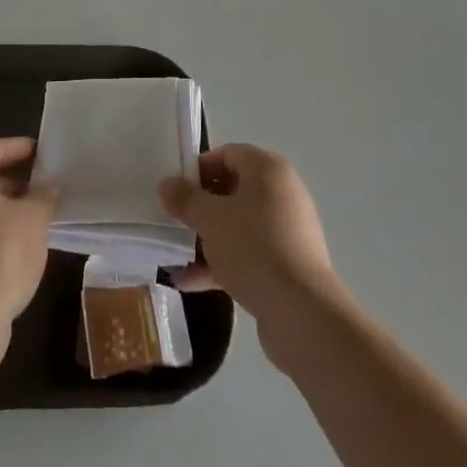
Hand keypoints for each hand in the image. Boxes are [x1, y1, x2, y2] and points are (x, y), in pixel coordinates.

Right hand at [158, 144, 335, 336]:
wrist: (300, 312)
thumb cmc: (253, 247)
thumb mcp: (210, 218)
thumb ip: (185, 199)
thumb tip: (166, 184)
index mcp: (268, 170)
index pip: (228, 154)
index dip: (199, 169)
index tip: (176, 191)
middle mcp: (282, 193)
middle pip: (233, 191)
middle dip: (200, 208)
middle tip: (175, 222)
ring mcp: (287, 231)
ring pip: (239, 226)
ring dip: (207, 239)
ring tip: (176, 257)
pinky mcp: (287, 265)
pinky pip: (249, 254)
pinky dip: (223, 263)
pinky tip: (192, 282)